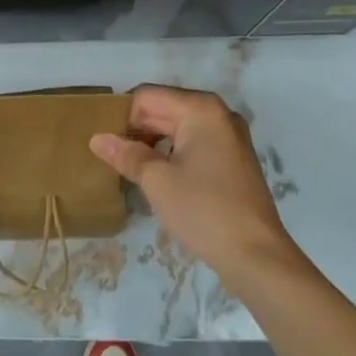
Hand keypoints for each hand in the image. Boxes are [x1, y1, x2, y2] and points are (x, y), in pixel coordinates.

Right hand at [90, 86, 309, 289]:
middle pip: (165, 109)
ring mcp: (230, 137)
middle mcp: (218, 114)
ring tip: (134, 169)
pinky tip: (161, 178)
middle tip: (115, 158)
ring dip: (155, 144)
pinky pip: (195, 144)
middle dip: (138, 131)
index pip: (148, 97)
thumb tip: (97, 139)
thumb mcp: (157, 181)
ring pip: (179, 128)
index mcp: (201, 109)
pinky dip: (175, 155)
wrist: (258, 258)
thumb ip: (126, 154)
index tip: (109, 145)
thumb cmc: (204, 210)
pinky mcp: (235, 160)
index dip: (123, 117)